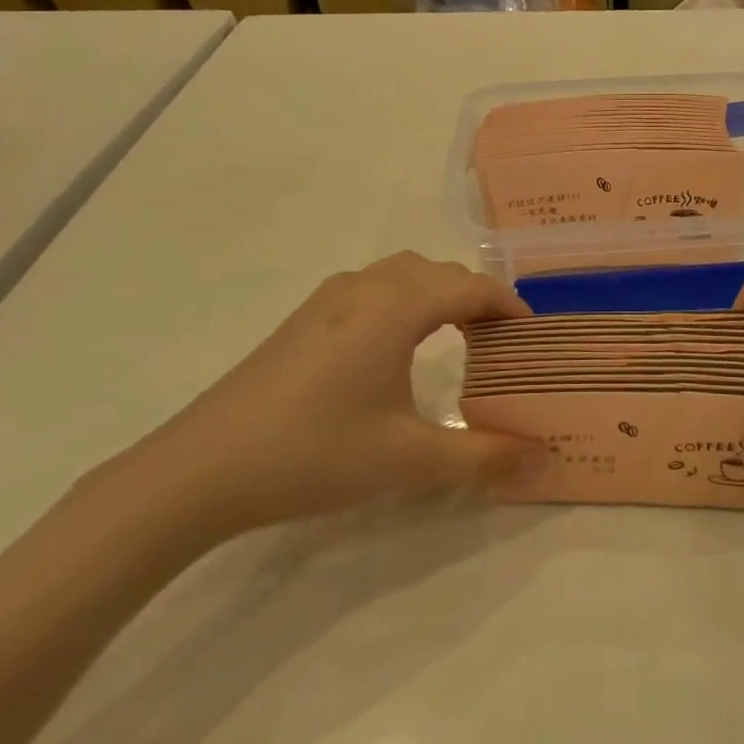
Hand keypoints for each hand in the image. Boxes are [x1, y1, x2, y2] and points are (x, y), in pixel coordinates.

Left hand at [125, 253, 531, 538]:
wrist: (199, 470)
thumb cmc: (315, 453)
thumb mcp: (409, 460)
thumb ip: (483, 457)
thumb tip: (544, 459)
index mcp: (397, 305)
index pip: (472, 287)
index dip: (509, 306)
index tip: (533, 336)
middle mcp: (366, 286)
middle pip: (439, 273)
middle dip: (477, 298)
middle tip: (500, 343)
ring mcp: (328, 299)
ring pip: (402, 274)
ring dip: (437, 294)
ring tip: (455, 337)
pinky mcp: (302, 320)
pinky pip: (372, 289)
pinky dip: (403, 301)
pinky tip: (394, 348)